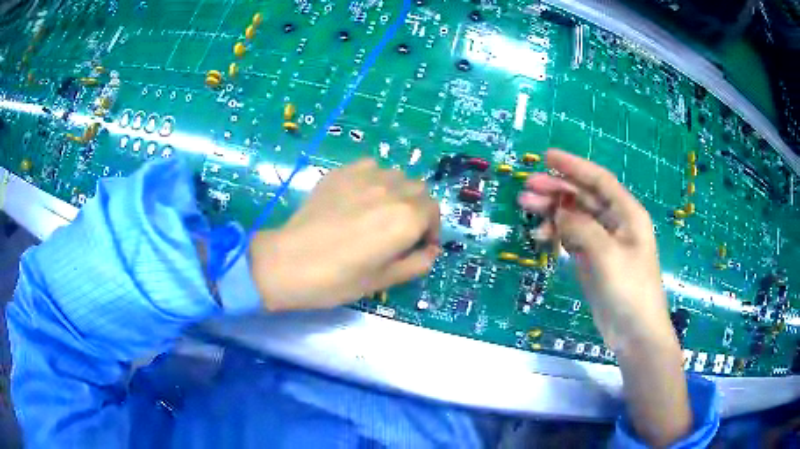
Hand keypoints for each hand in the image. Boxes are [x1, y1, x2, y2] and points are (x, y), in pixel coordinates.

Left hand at [249, 159, 440, 310]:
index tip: (419, 245)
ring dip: (398, 192)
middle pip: (419, 190)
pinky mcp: (342, 172)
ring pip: (396, 176)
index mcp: (407, 218)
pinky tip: (360, 197)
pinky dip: (375, 179)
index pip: (434, 212)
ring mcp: (365, 176)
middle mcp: (392, 190)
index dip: (431, 230)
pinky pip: (371, 167)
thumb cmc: (339, 279)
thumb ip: (417, 263)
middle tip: (401, 230)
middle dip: (418, 209)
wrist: (290, 262)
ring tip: (381, 211)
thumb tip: (432, 251)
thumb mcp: (384, 280)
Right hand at [518, 149, 689, 446]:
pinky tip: (541, 236)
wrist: (634, 332)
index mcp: (627, 213)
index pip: (599, 180)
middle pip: (583, 197)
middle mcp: (615, 222)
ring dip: (552, 211)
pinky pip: (572, 238)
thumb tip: (556, 212)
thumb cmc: (630, 289)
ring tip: (527, 209)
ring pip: (575, 217)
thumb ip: (582, 228)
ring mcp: (604, 242)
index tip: (547, 157)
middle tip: (526, 188)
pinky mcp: (593, 260)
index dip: (574, 166)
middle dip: (556, 189)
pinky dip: (557, 234)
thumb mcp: (607, 255)